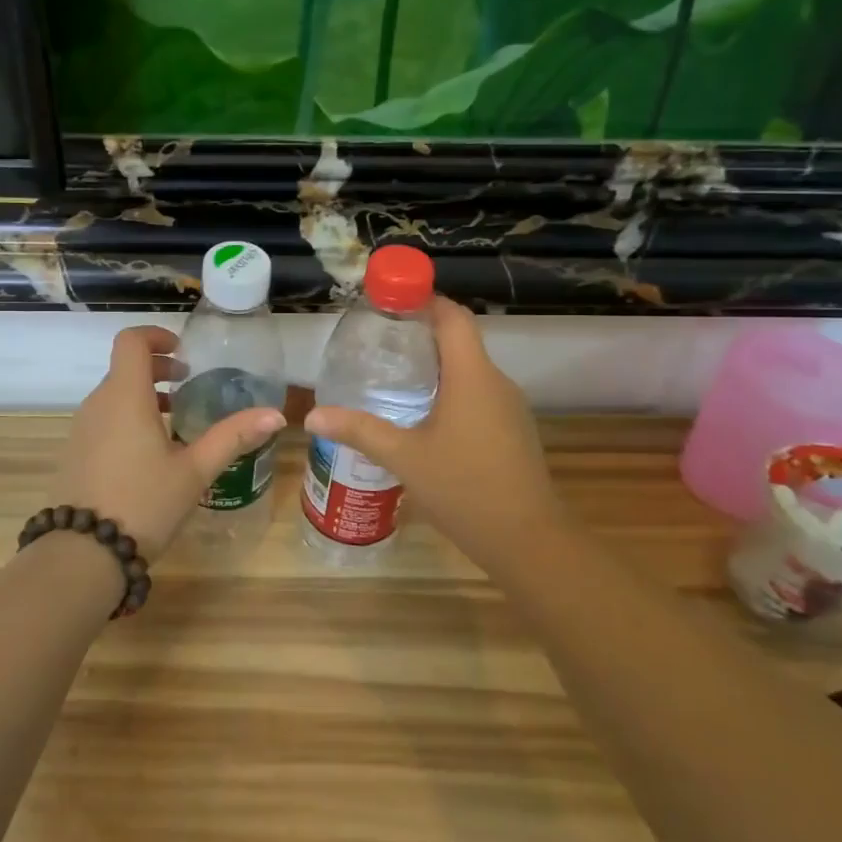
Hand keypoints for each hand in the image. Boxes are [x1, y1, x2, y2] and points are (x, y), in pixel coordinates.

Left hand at [51, 325, 284, 556]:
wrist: (83, 553)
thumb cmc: (144, 503)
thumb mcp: (195, 471)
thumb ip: (233, 437)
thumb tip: (276, 414)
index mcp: (125, 396)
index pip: (131, 341)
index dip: (156, 336)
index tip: (183, 353)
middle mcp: (97, 404)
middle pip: (124, 367)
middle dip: (157, 369)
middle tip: (188, 385)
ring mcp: (81, 429)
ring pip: (113, 395)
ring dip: (143, 395)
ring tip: (174, 421)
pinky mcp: (74, 453)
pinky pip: (102, 420)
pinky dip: (126, 418)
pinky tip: (149, 454)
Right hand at [304, 298, 564, 572]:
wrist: (528, 541)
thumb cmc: (464, 488)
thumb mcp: (403, 457)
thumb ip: (359, 430)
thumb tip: (312, 416)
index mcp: (472, 376)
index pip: (453, 317)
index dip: (424, 300)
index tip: (390, 301)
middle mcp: (495, 382)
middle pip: (459, 341)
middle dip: (420, 334)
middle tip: (378, 342)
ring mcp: (509, 408)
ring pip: (469, 371)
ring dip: (434, 366)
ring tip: (392, 377)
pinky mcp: (512, 431)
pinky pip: (478, 395)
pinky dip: (450, 392)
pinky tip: (422, 417)